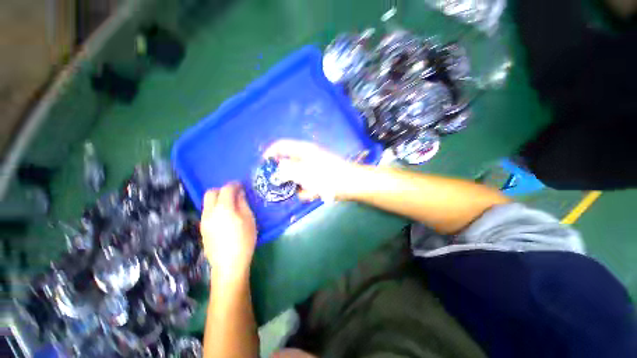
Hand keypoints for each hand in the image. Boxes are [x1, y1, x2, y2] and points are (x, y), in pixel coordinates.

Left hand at [200, 183, 256, 280]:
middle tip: (234, 194)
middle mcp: (210, 212)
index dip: (234, 185)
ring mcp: (204, 221)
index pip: (226, 189)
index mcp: (223, 208)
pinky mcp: (202, 228)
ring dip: (218, 199)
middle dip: (222, 190)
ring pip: (207, 202)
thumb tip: (239, 193)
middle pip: (211, 193)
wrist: (229, 264)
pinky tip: (225, 217)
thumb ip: (243, 203)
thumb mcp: (249, 219)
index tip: (241, 186)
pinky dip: (215, 208)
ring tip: (231, 205)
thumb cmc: (244, 240)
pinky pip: (208, 212)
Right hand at [263, 140, 362, 200]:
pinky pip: (307, 185)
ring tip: (307, 190)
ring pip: (297, 178)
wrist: (352, 185)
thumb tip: (277, 168)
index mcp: (303, 150)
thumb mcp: (304, 172)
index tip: (263, 167)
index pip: (280, 146)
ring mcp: (313, 169)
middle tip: (283, 186)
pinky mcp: (318, 179)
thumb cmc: (328, 176)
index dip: (270, 154)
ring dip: (298, 186)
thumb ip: (288, 169)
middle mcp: (306, 157)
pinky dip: (308, 191)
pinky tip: (315, 194)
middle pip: (287, 164)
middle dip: (285, 177)